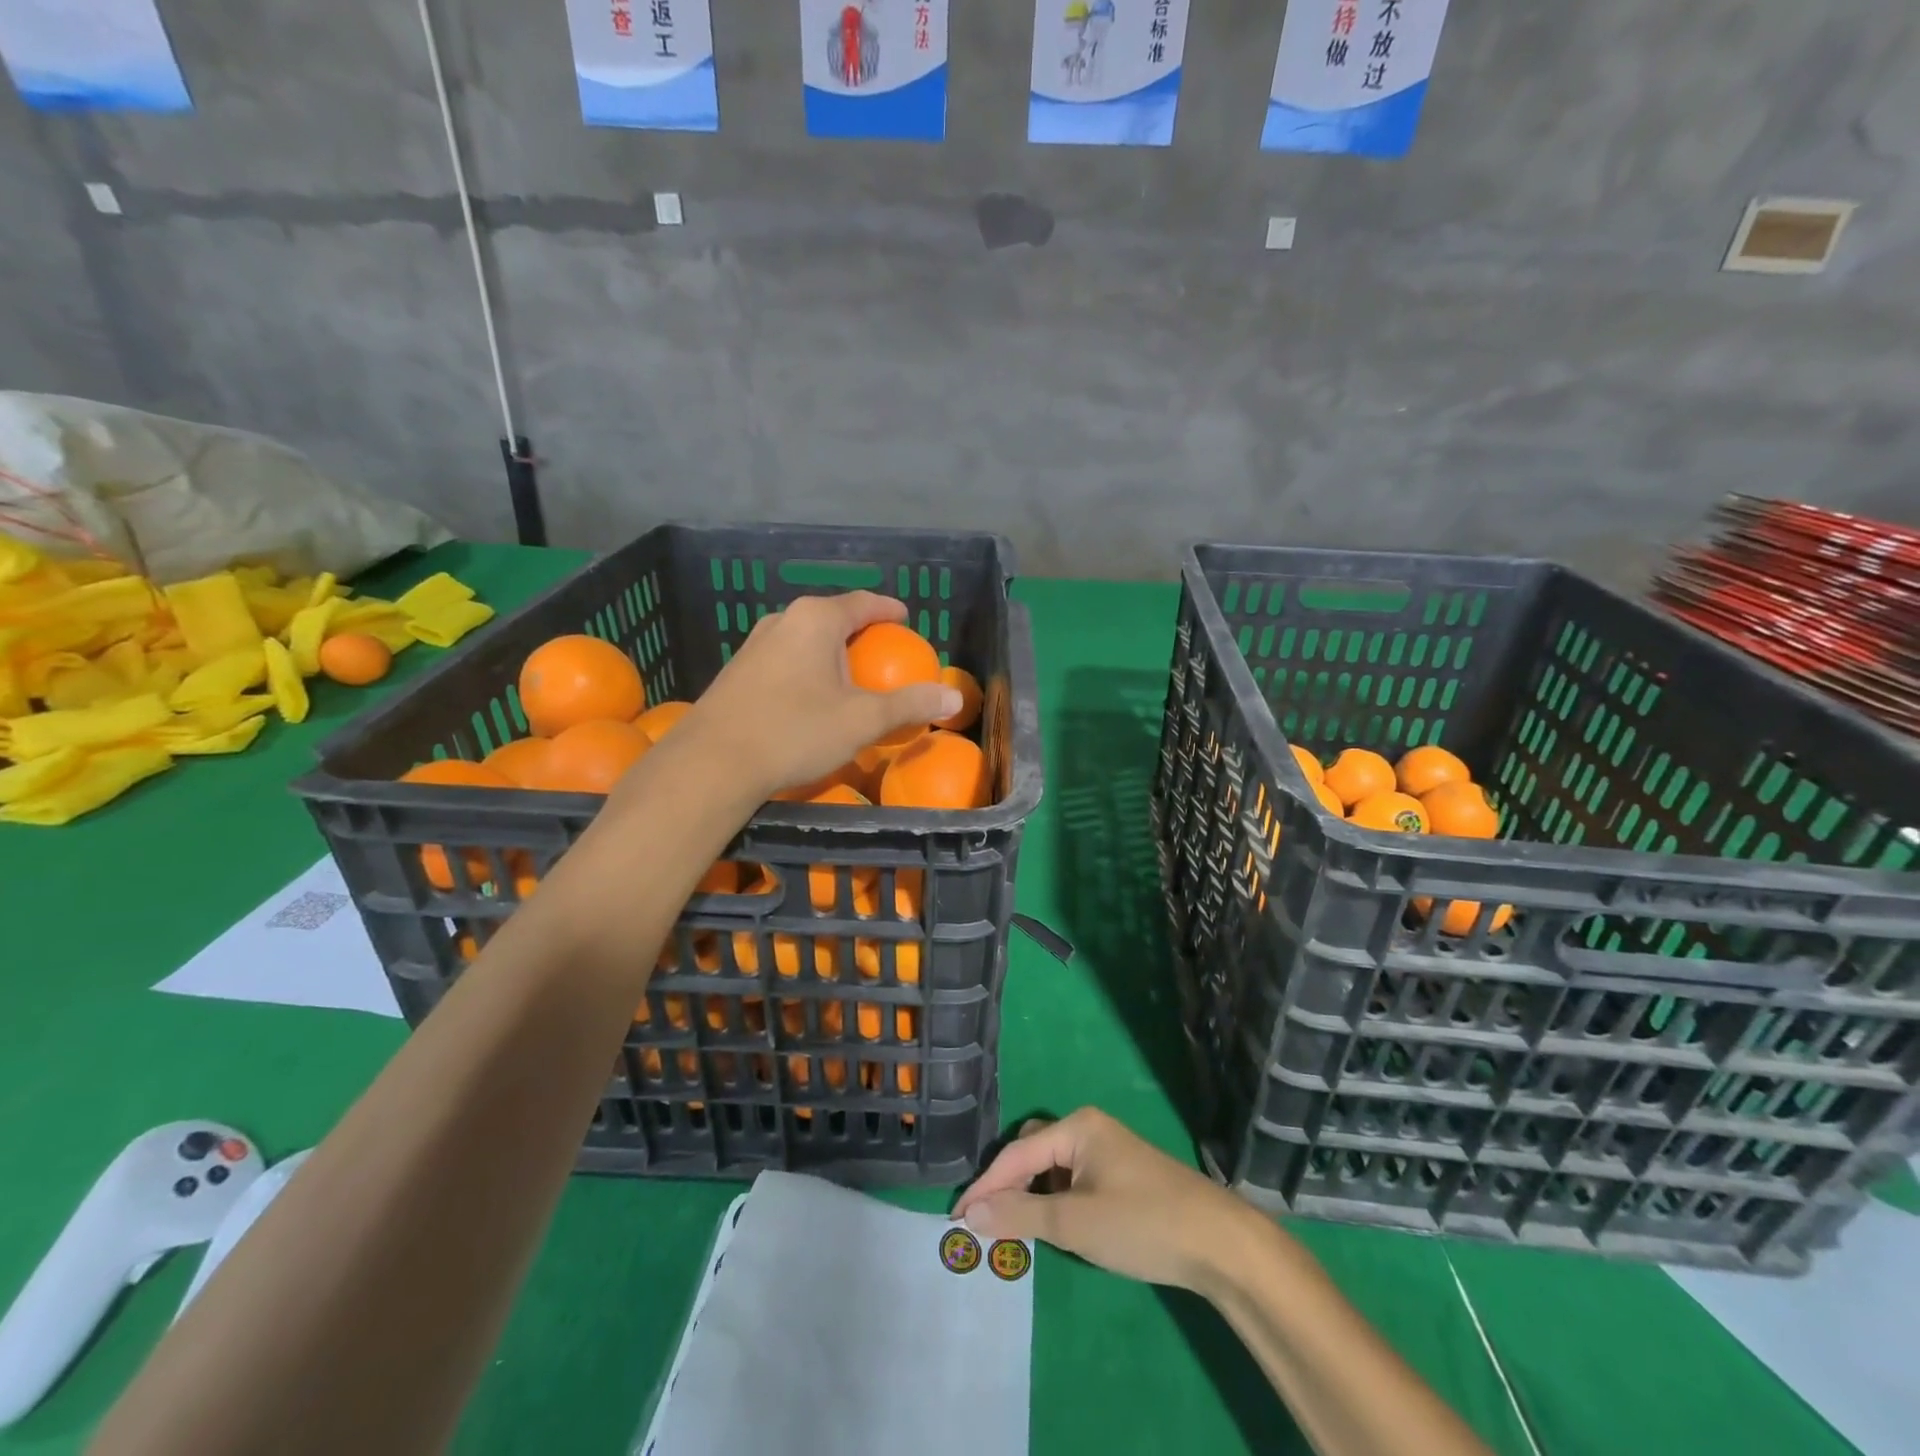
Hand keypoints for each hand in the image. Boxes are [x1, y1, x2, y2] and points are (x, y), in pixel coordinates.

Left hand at [680, 592, 959, 799]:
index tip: (906, 619)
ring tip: (849, 677)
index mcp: (816, 619)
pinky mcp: (738, 671)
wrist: (713, 763)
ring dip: (831, 654)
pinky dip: (808, 669)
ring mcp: (755, 644)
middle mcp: (783, 620)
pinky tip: (811, 699)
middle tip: (883, 655)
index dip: (889, 610)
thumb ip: (909, 705)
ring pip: (806, 640)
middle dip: (861, 633)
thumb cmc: (796, 731)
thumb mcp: (863, 720)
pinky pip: (785, 659)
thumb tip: (953, 698)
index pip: (864, 602)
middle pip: (833, 618)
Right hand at [951, 1109, 1256, 1293]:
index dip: (985, 1186)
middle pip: (1033, 1150)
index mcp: (1076, 1126)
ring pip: (1054, 1167)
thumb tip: (971, 1213)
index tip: (956, 1217)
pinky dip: (1057, 1200)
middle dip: (1009, 1184)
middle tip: (988, 1223)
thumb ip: (1020, 1215)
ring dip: (1033, 1194)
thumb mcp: (1074, 1222)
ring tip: (1017, 1230)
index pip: (1016, 1153)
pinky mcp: (1122, 1174)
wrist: (1219, 1242)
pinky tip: (1058, 1227)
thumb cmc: (1141, 1223)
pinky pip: (1074, 1178)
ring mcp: (1109, 1150)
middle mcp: (1089, 1128)